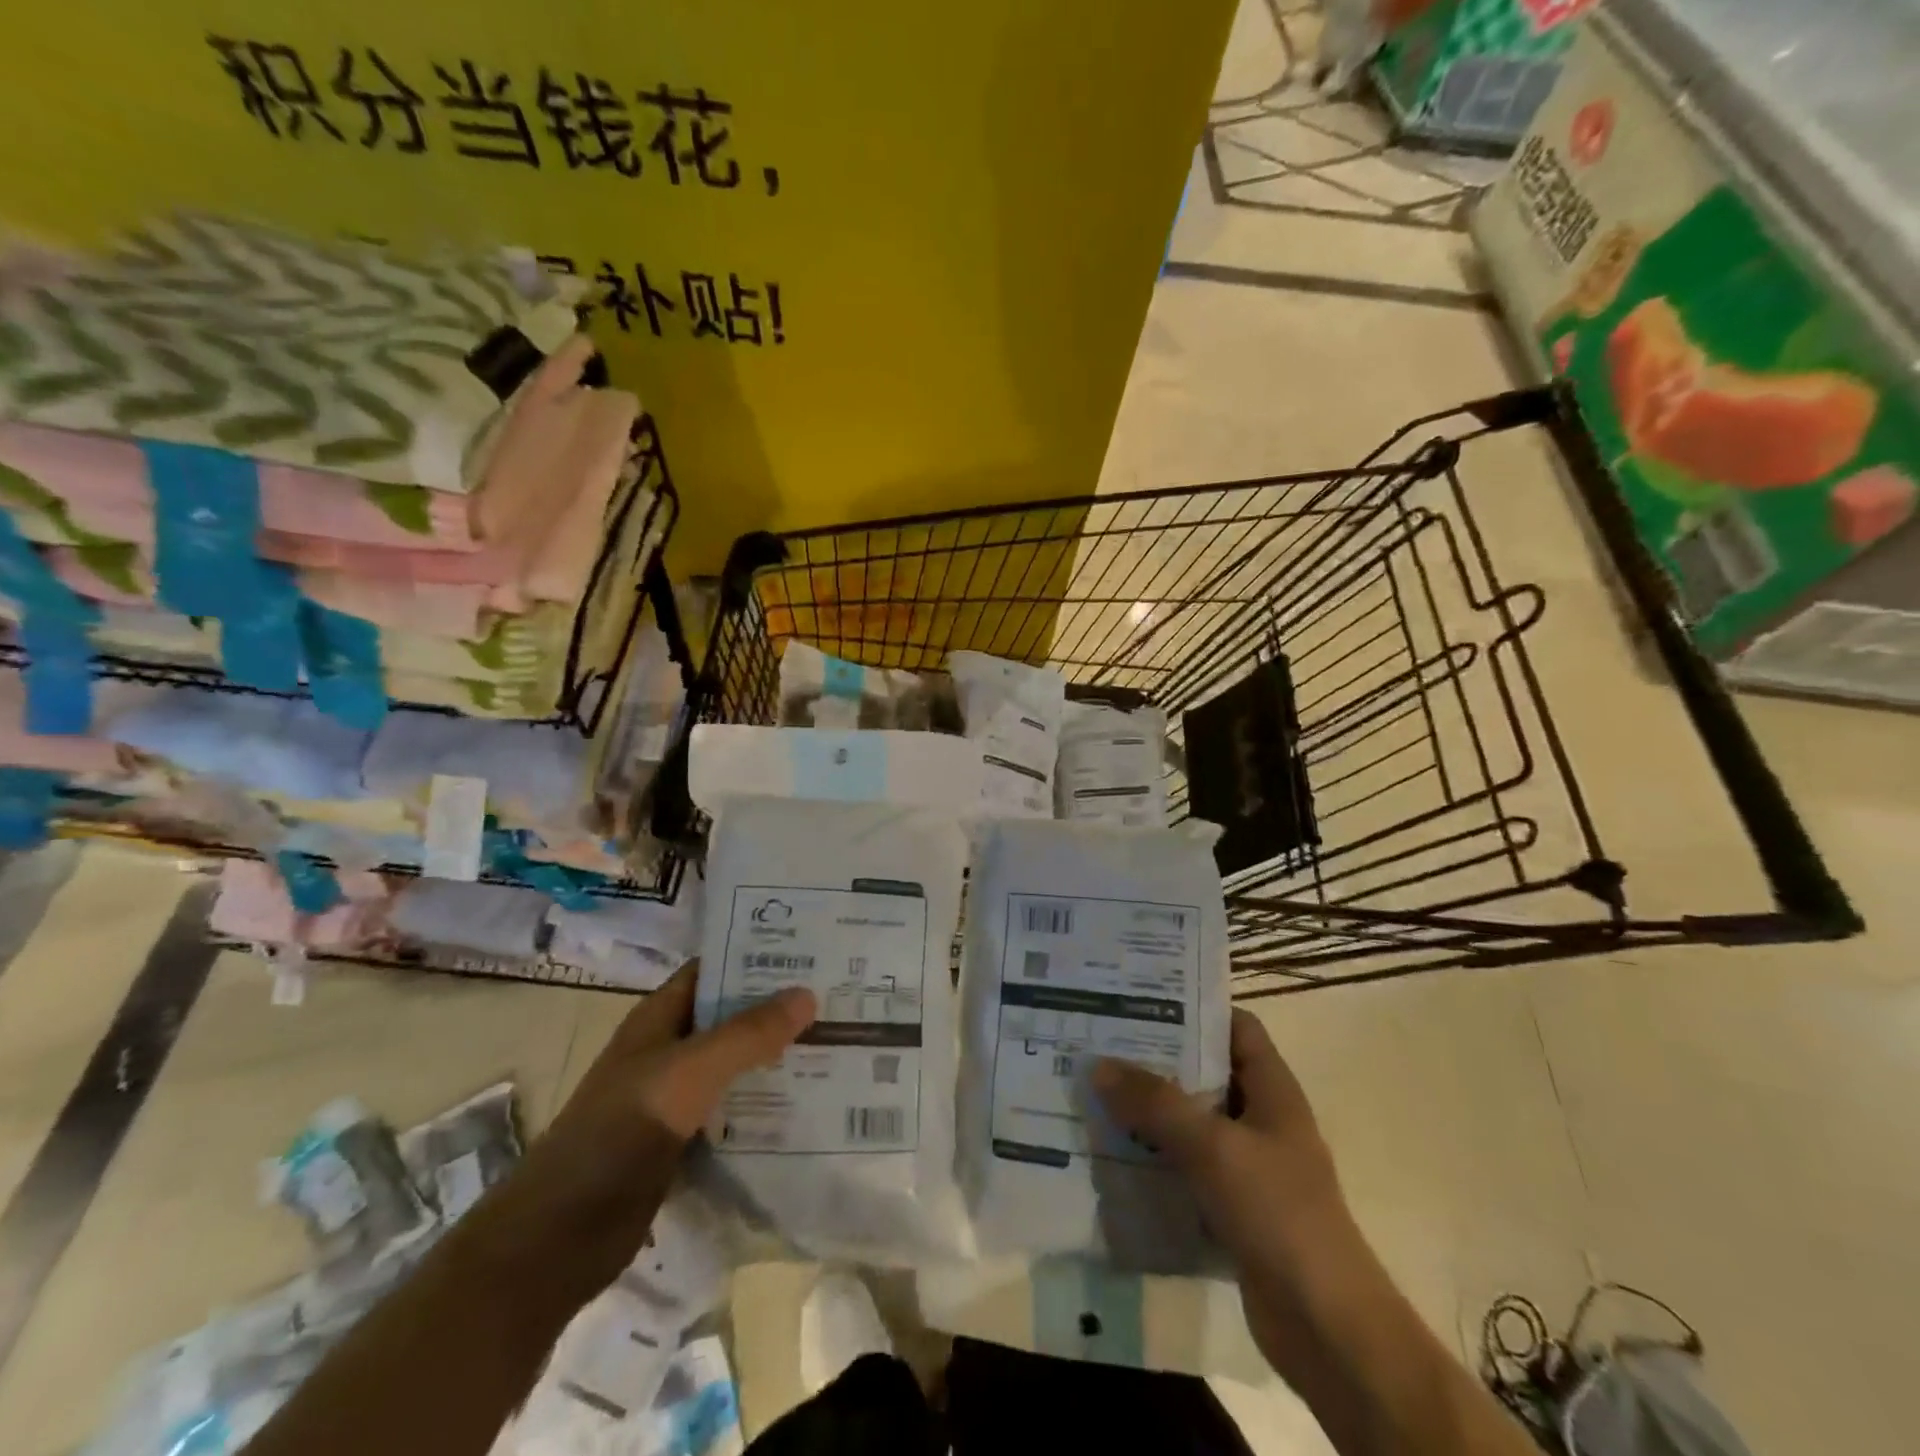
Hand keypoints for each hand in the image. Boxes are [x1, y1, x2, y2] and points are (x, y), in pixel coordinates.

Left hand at [484, 962, 813, 1296]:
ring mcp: (674, 1098)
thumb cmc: (621, 1131)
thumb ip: (748, 1033)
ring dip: (776, 1057)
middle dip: (778, 1008)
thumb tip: (807, 994)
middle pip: (730, 1017)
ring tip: (838, 1044)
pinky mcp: (683, 1142)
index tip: (811, 950)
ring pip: (735, 1065)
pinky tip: (809, 1104)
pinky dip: (766, 1104)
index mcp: (659, 1018)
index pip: (713, 970)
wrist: (560, 1236)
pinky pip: (733, 1110)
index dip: (756, 956)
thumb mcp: (689, 1071)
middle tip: (838, 997)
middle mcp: (668, 1050)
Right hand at [1094, 1009, 1360, 1363]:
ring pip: (1192, 1122)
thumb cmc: (1278, 1213)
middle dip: (1157, 1059)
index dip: (1195, 1007)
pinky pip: (1187, 1168)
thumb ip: (1155, 1103)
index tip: (1141, 998)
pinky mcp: (1233, 1207)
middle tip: (1102, 1043)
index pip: (1236, 1027)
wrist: (1326, 1326)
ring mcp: (1249, 1166)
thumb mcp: (1212, 1146)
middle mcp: (1261, 1119)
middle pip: (1206, 1072)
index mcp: (1273, 1090)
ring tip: (1096, 1092)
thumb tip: (1099, 1065)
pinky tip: (1113, 1154)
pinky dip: (1155, 1159)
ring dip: (1150, 1112)